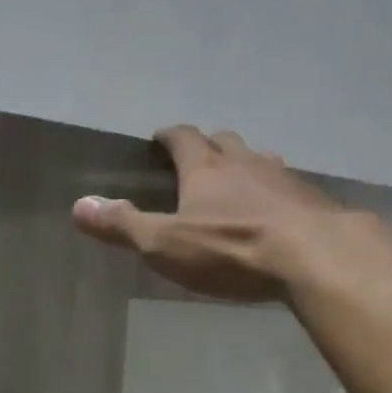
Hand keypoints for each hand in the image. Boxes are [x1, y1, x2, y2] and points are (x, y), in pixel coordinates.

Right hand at [71, 125, 340, 300]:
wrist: (312, 255)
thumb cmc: (231, 249)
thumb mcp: (166, 244)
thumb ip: (124, 226)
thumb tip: (79, 205)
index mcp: (206, 168)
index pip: (183, 137)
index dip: (169, 136)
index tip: (160, 138)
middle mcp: (245, 161)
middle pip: (224, 142)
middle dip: (208, 147)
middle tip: (198, 161)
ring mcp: (282, 177)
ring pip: (259, 161)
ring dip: (244, 167)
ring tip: (237, 184)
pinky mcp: (311, 199)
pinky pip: (286, 187)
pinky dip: (274, 193)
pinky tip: (274, 213)